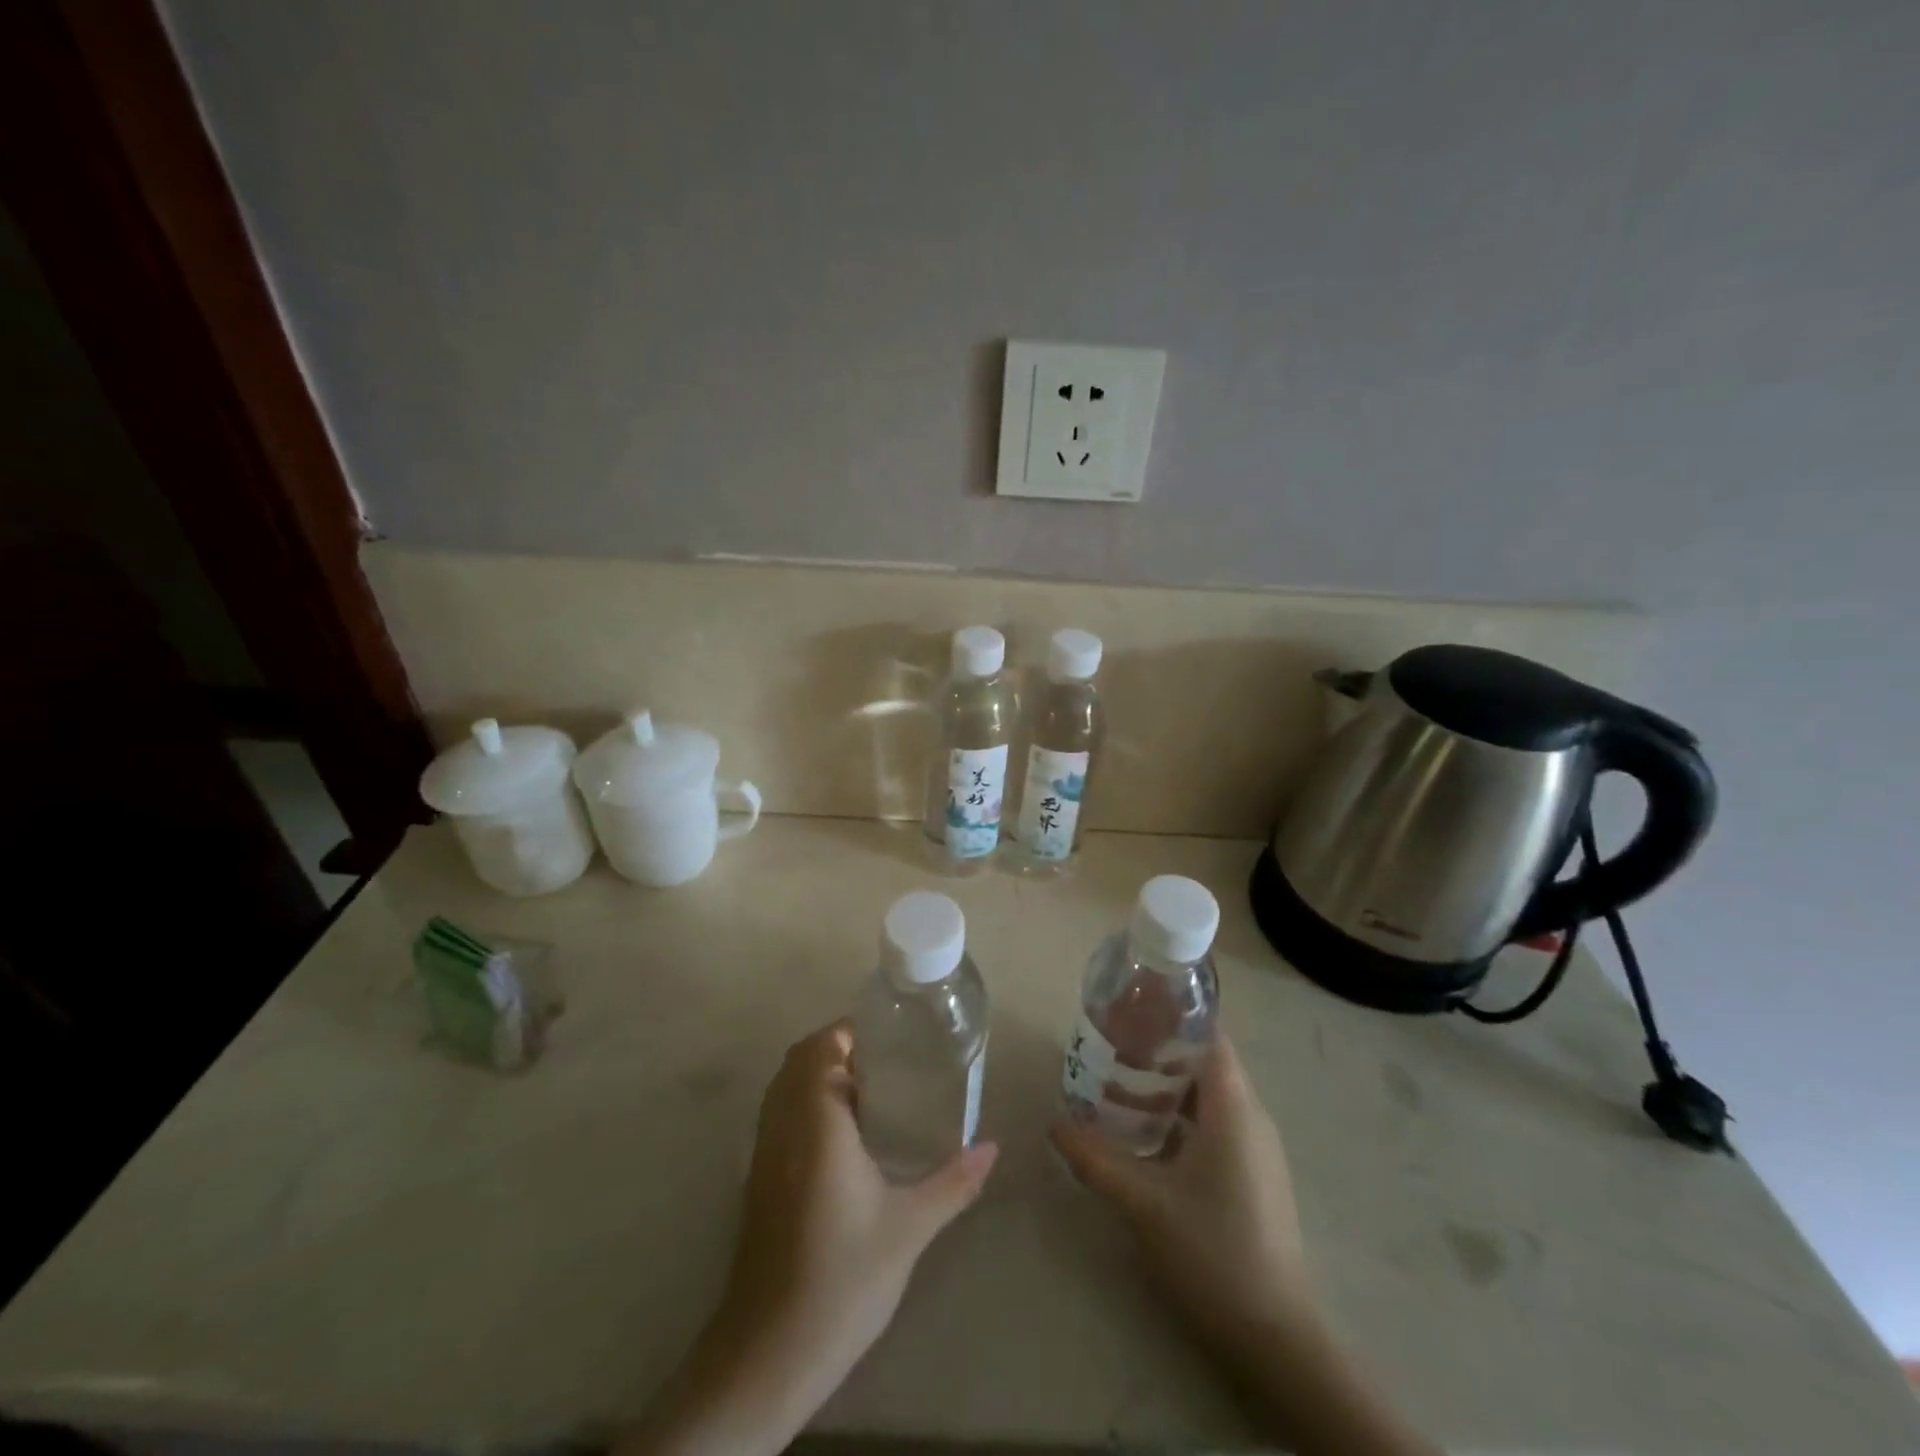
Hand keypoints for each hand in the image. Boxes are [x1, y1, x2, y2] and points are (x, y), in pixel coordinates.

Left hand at [724, 1018, 998, 1370]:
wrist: (769, 1351)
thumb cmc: (843, 1276)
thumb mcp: (910, 1227)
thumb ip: (953, 1182)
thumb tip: (992, 1147)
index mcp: (817, 1122)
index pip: (821, 1048)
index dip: (849, 1032)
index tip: (889, 1037)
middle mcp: (783, 1125)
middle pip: (800, 1060)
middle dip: (838, 1049)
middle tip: (886, 1063)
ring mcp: (763, 1153)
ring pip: (784, 1087)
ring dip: (819, 1076)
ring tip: (871, 1093)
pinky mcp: (757, 1180)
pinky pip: (779, 1116)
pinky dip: (805, 1104)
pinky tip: (844, 1139)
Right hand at [1050, 1035, 1316, 1360]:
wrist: (1276, 1336)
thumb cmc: (1213, 1251)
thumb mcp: (1144, 1202)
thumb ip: (1095, 1159)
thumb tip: (1054, 1124)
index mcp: (1233, 1107)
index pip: (1209, 1035)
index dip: (1172, 1016)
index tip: (1130, 1010)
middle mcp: (1251, 1117)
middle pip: (1205, 1061)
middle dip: (1159, 1050)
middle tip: (1111, 1047)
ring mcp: (1256, 1148)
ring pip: (1209, 1095)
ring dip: (1167, 1086)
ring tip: (1118, 1084)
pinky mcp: (1253, 1175)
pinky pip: (1215, 1124)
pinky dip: (1180, 1116)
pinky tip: (1145, 1135)